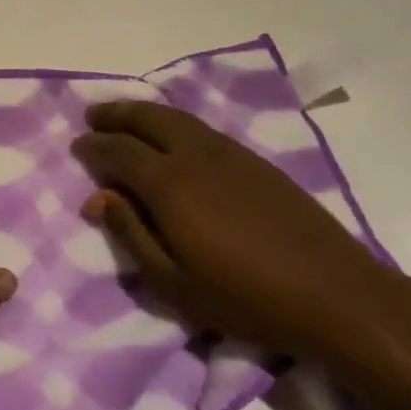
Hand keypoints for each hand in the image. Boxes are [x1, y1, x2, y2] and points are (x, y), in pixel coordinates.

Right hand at [72, 102, 402, 357]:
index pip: (120, 151)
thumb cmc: (244, 297)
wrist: (332, 291)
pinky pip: (200, 127)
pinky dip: (174, 122)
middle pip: (147, 118)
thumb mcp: (174, 282)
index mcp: (169, 183)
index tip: (78, 146)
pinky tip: (172, 135)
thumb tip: (97, 198)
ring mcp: (228, 152)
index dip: (95, 146)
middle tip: (93, 115)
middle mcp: (195, 154)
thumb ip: (131, 235)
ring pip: (176, 117)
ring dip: (144, 112)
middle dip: (116, 114)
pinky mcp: (253, 159)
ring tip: (125, 116)